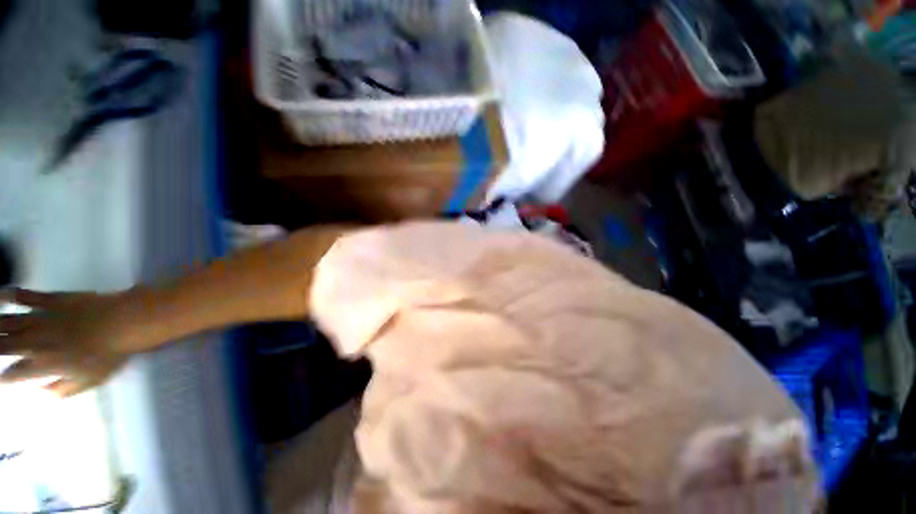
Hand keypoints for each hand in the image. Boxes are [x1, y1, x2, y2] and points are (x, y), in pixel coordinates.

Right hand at [0, 289, 129, 396]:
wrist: (124, 322)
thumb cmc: (109, 354)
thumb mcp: (89, 381)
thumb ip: (63, 389)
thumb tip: (43, 393)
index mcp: (44, 365)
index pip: (14, 374)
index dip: (4, 377)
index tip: (1, 377)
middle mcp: (35, 342)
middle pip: (4, 346)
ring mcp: (42, 318)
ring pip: (8, 322)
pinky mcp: (53, 299)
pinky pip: (27, 296)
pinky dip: (11, 295)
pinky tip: (0, 293)